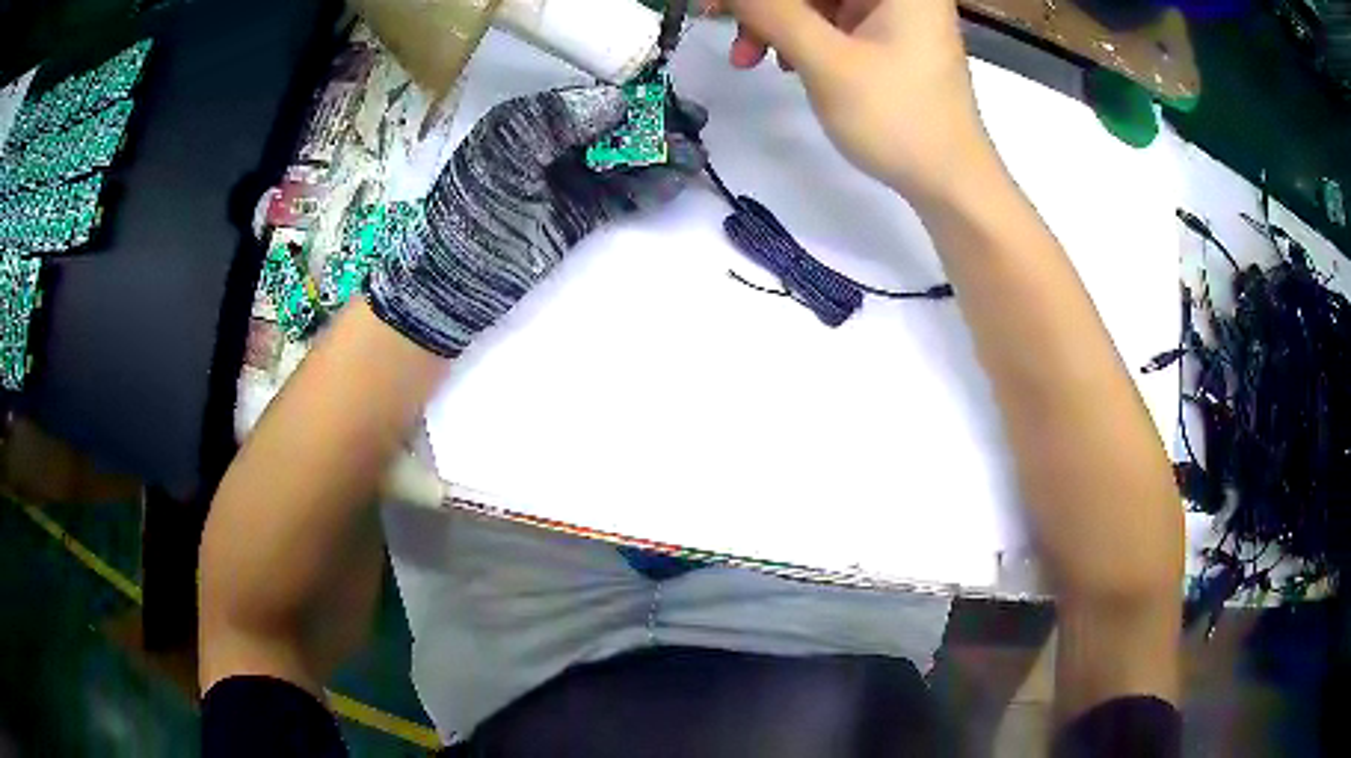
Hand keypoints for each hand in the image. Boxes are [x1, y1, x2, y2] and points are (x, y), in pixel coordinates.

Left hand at [368, 85, 706, 356]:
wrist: (456, 281)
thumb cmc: (473, 209)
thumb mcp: (505, 152)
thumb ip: (557, 121)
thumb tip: (618, 101)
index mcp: (530, 123)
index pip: (592, 103)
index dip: (634, 102)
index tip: (671, 105)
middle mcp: (553, 147)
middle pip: (614, 130)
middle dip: (654, 128)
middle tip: (695, 130)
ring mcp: (569, 184)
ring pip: (623, 162)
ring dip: (659, 158)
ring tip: (693, 159)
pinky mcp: (580, 218)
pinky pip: (620, 197)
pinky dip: (647, 189)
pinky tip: (672, 184)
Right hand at [710, 0, 998, 199]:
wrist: (950, 183)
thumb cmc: (898, 119)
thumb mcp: (827, 61)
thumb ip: (772, 11)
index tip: (722, 6)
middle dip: (767, 6)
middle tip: (719, 21)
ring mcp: (894, 14)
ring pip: (817, 2)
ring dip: (776, 24)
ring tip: (748, 59)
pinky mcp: (887, 38)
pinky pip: (831, 22)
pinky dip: (801, 38)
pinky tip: (785, 63)